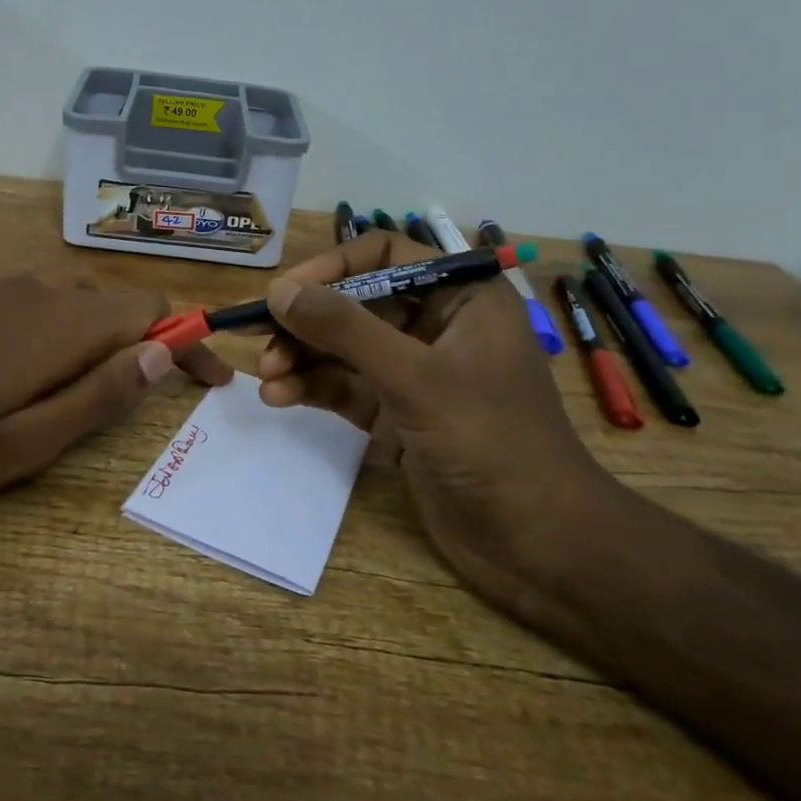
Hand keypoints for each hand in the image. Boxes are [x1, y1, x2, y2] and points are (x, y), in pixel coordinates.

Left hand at [0, 268, 232, 519]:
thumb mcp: (23, 446)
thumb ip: (97, 396)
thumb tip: (160, 353)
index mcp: (57, 326)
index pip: (150, 308)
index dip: (188, 338)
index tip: (210, 379)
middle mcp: (31, 292)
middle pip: (111, 301)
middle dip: (142, 341)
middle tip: (143, 395)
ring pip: (66, 300)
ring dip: (93, 336)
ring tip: (80, 389)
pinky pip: (22, 303)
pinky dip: (47, 330)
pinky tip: (13, 373)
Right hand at [255, 231, 626, 622]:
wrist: (539, 546)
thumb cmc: (490, 442)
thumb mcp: (415, 378)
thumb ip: (345, 330)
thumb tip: (280, 290)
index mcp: (461, 298)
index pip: (385, 255)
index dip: (333, 267)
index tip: (286, 291)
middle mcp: (437, 326)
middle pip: (356, 304)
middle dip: (308, 321)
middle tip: (260, 339)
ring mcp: (417, 373)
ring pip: (346, 348)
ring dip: (304, 358)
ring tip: (267, 375)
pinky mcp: (400, 414)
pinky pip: (348, 387)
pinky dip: (314, 389)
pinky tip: (281, 398)